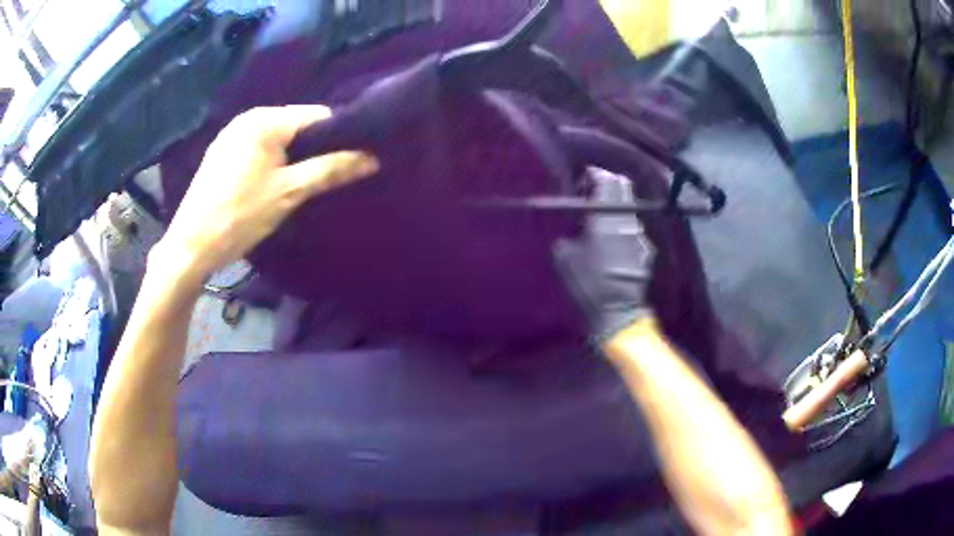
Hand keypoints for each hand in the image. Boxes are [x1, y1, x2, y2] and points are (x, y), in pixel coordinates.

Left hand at [159, 105, 378, 279]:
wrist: (191, 247)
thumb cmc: (240, 216)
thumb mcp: (289, 193)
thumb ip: (331, 170)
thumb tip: (372, 158)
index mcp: (264, 119)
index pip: (317, 115)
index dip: (339, 136)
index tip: (352, 160)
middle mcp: (247, 118)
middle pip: (296, 125)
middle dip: (315, 148)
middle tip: (329, 176)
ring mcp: (231, 135)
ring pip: (277, 139)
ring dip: (294, 157)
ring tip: (304, 183)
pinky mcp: (222, 154)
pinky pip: (259, 149)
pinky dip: (273, 162)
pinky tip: (274, 185)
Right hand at [553, 169, 656, 344]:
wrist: (617, 313)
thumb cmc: (587, 284)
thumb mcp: (564, 256)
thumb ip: (569, 231)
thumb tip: (574, 221)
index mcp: (606, 217)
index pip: (606, 179)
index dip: (594, 175)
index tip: (582, 180)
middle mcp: (627, 220)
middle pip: (623, 187)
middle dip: (608, 185)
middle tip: (592, 194)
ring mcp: (640, 235)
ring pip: (628, 208)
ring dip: (615, 208)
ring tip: (600, 223)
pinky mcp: (646, 250)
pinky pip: (633, 229)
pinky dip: (622, 228)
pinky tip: (613, 244)